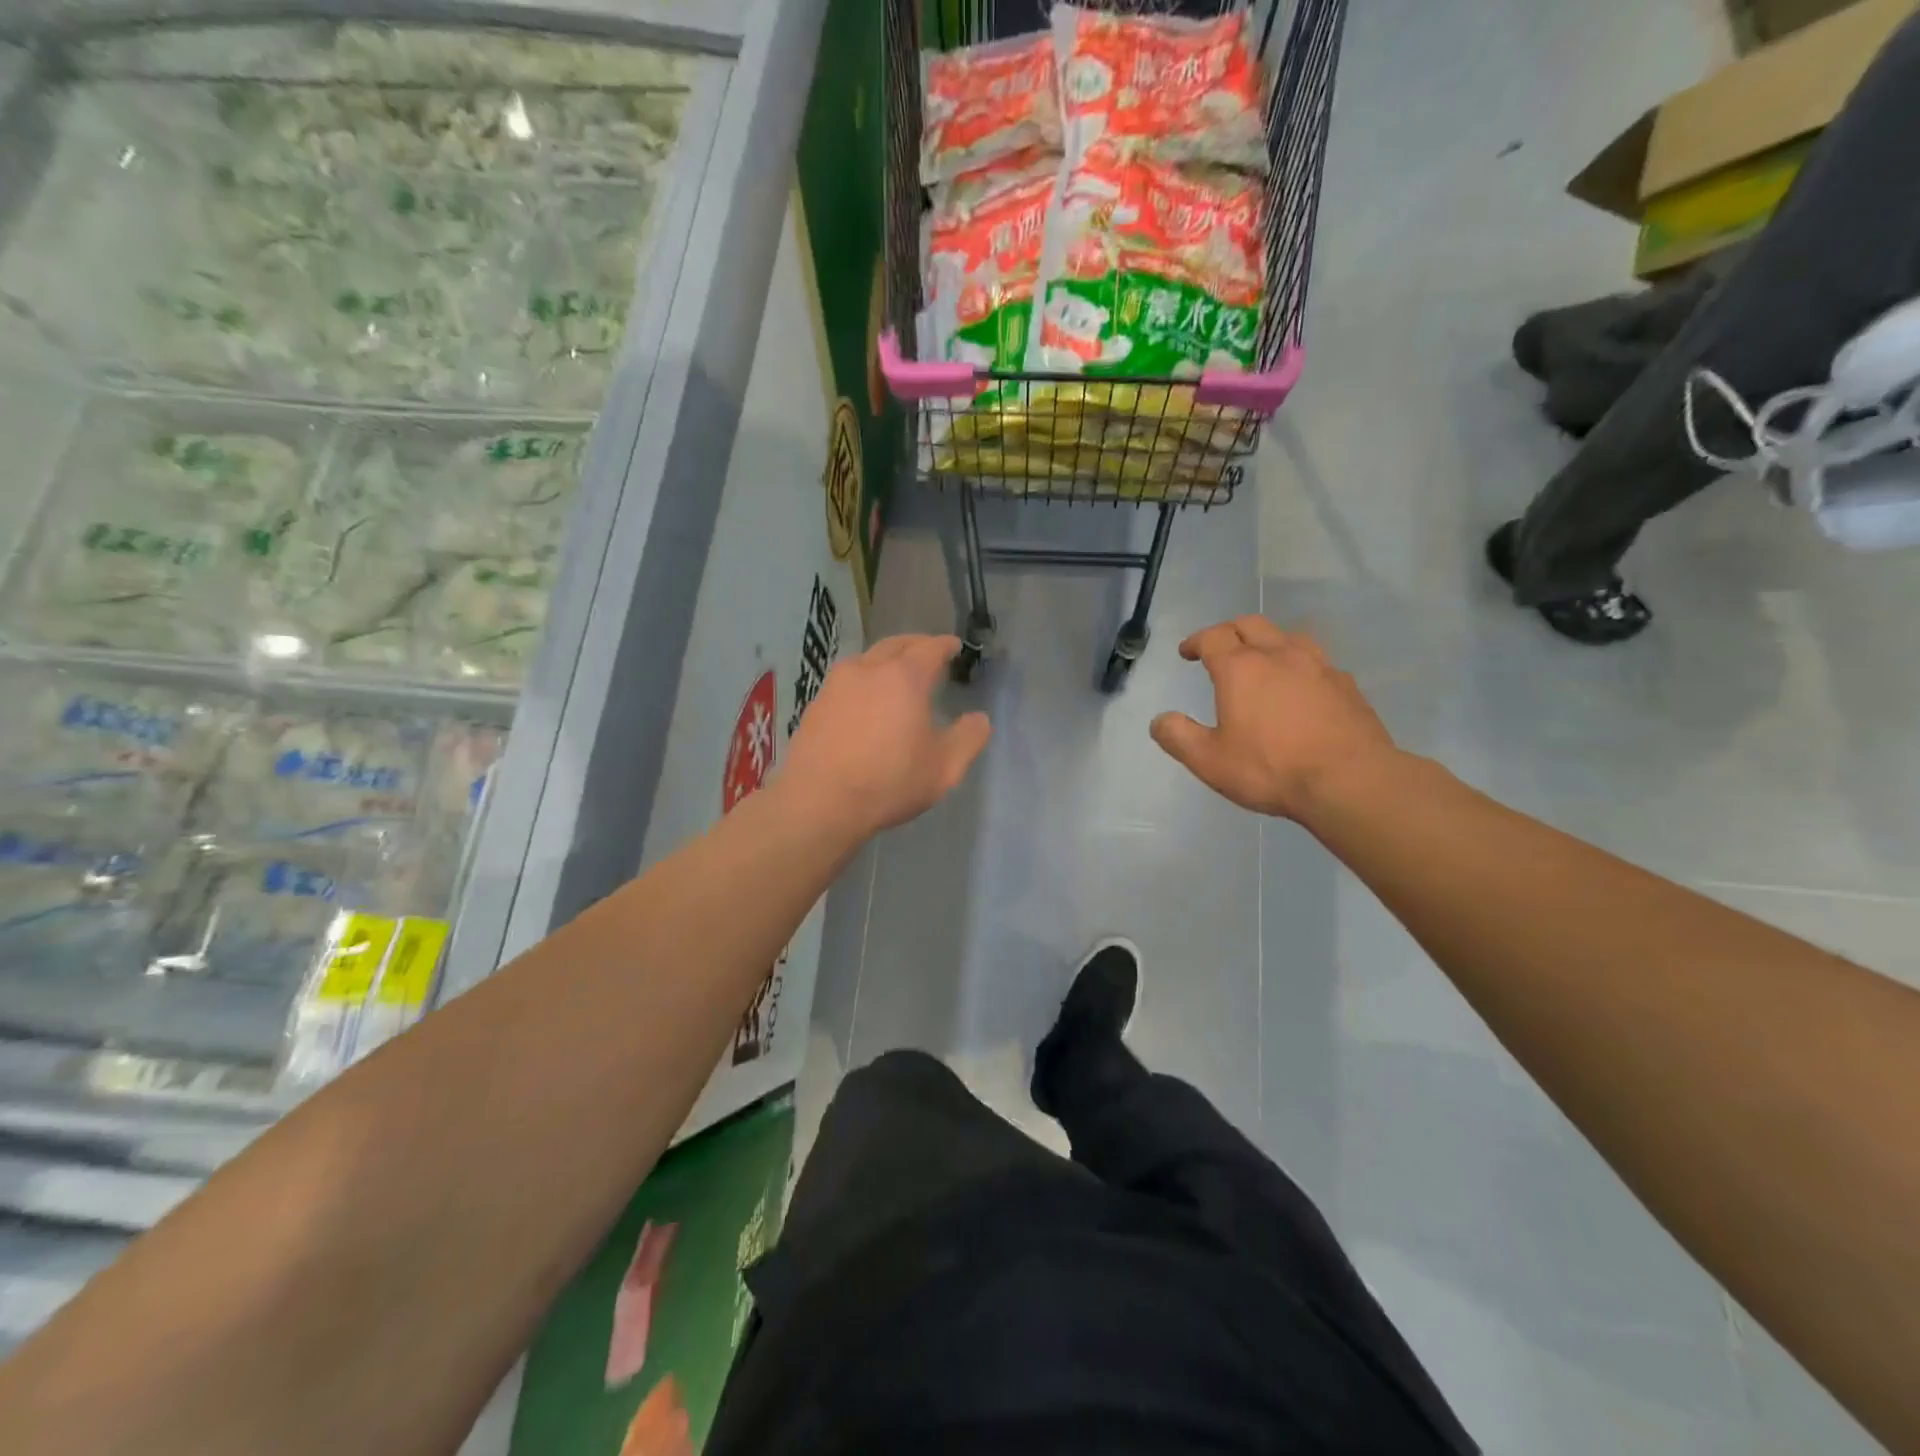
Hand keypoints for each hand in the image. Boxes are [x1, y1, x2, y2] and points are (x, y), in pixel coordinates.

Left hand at [782, 634, 991, 836]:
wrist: (819, 802)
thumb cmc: (888, 782)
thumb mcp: (944, 768)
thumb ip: (968, 738)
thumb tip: (980, 719)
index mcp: (905, 677)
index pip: (930, 648)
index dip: (945, 645)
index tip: (954, 646)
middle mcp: (868, 669)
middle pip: (896, 644)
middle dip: (916, 645)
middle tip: (929, 653)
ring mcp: (836, 684)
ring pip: (867, 659)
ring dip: (886, 659)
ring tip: (897, 674)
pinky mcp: (816, 703)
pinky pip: (846, 680)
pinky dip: (863, 680)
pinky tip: (865, 700)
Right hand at [1150, 615, 1398, 820]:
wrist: (1350, 781)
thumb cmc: (1271, 768)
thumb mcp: (1209, 761)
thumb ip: (1179, 737)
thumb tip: (1159, 720)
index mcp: (1241, 669)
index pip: (1213, 637)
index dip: (1196, 641)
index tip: (1187, 652)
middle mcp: (1279, 656)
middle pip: (1251, 624)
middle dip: (1229, 631)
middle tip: (1219, 648)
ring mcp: (1318, 666)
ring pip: (1288, 636)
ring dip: (1268, 641)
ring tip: (1262, 660)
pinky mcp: (1346, 685)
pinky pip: (1317, 661)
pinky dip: (1299, 664)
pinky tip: (1301, 686)